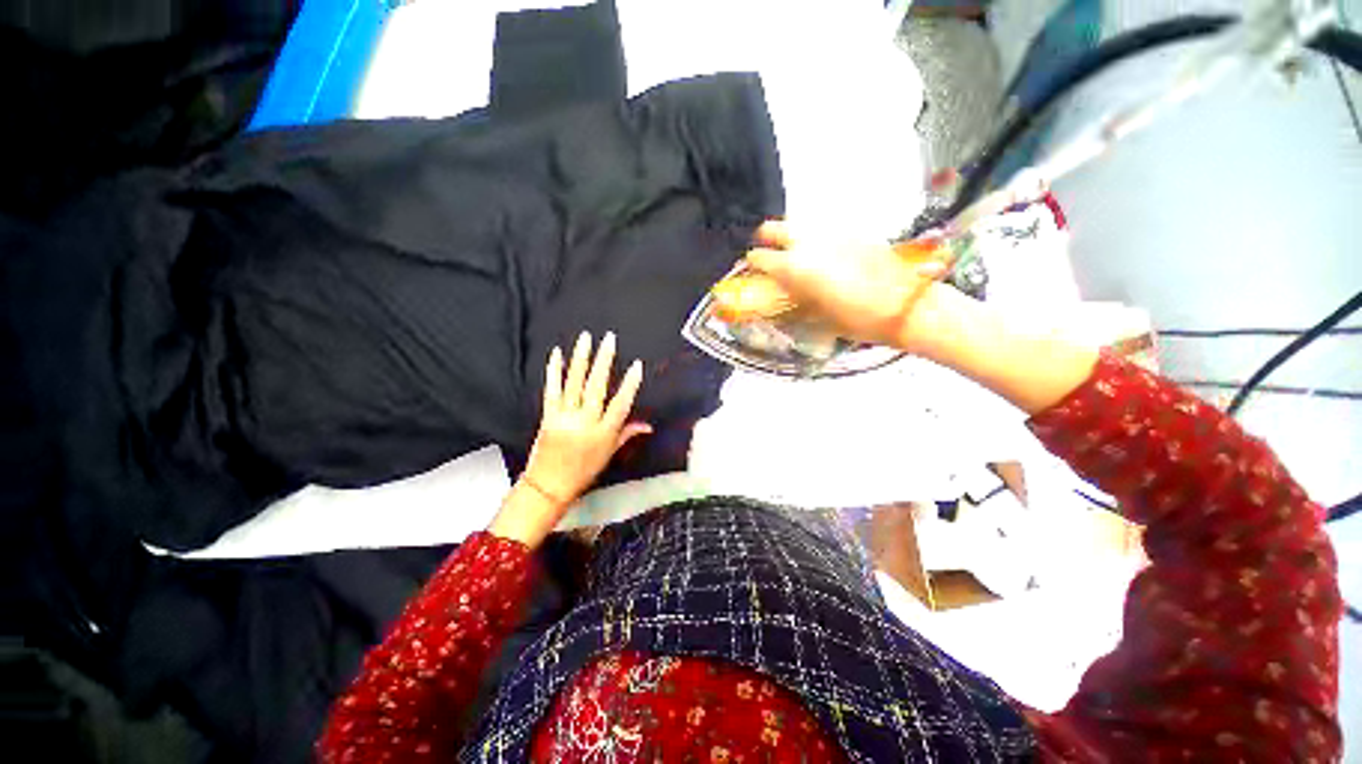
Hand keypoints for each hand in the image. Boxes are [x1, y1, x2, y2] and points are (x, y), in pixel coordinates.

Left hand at [490, 332, 649, 546]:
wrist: (548, 486)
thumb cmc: (583, 472)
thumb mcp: (610, 454)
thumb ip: (628, 434)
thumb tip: (648, 425)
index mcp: (603, 433)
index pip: (620, 404)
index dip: (630, 384)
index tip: (637, 365)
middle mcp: (585, 423)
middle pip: (597, 387)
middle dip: (604, 361)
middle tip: (609, 339)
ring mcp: (565, 417)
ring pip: (574, 383)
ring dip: (581, 358)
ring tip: (586, 338)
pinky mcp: (548, 416)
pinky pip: (551, 390)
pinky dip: (554, 371)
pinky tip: (557, 354)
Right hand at [743, 220, 954, 354]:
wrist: (905, 305)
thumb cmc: (857, 320)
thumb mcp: (816, 318)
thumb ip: (791, 303)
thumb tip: (776, 298)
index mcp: (795, 267)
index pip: (760, 257)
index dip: (753, 265)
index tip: (754, 271)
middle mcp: (809, 243)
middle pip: (775, 228)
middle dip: (767, 240)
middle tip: (771, 255)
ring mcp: (833, 233)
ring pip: (800, 226)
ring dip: (792, 239)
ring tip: (799, 259)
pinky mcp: (854, 232)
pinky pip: (824, 231)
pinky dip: (817, 241)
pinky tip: (827, 258)